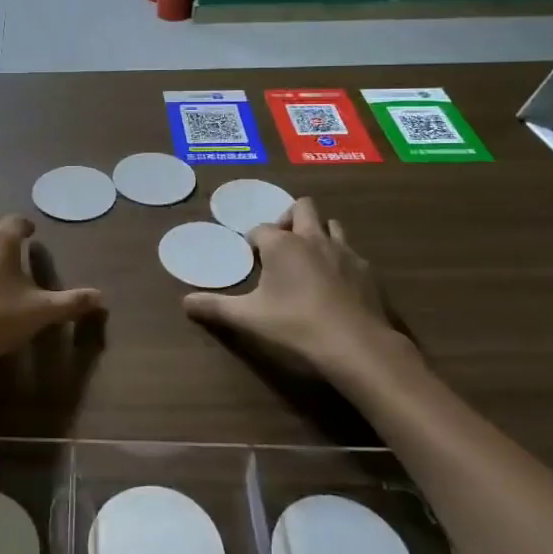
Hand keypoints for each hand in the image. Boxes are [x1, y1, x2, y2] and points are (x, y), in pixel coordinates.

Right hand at [182, 197, 408, 380]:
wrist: (357, 346)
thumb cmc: (296, 326)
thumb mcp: (249, 319)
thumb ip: (216, 308)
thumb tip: (185, 303)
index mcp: (282, 245)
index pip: (261, 228)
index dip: (253, 241)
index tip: (251, 258)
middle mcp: (313, 239)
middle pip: (302, 208)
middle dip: (289, 218)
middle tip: (281, 245)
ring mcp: (344, 252)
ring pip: (331, 224)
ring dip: (318, 233)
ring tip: (309, 259)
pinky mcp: (367, 270)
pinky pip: (351, 252)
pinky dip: (340, 259)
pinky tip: (336, 284)